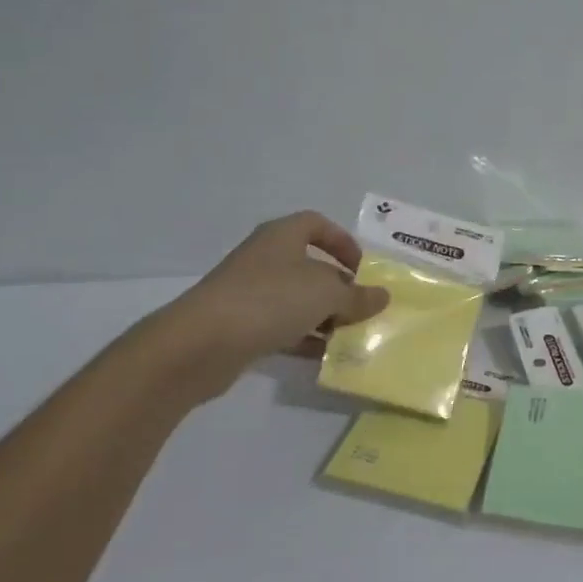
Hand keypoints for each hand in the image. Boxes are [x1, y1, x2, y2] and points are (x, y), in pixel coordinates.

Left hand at [152, 211, 390, 396]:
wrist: (200, 344)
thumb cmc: (270, 300)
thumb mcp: (326, 295)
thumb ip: (357, 296)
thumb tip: (383, 296)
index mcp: (282, 236)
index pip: (317, 224)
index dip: (342, 242)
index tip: (362, 268)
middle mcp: (265, 258)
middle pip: (310, 266)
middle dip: (338, 287)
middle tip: (360, 307)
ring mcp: (248, 292)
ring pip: (296, 299)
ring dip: (323, 316)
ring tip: (348, 336)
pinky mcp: (239, 326)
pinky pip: (280, 326)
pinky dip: (303, 338)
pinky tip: (323, 357)